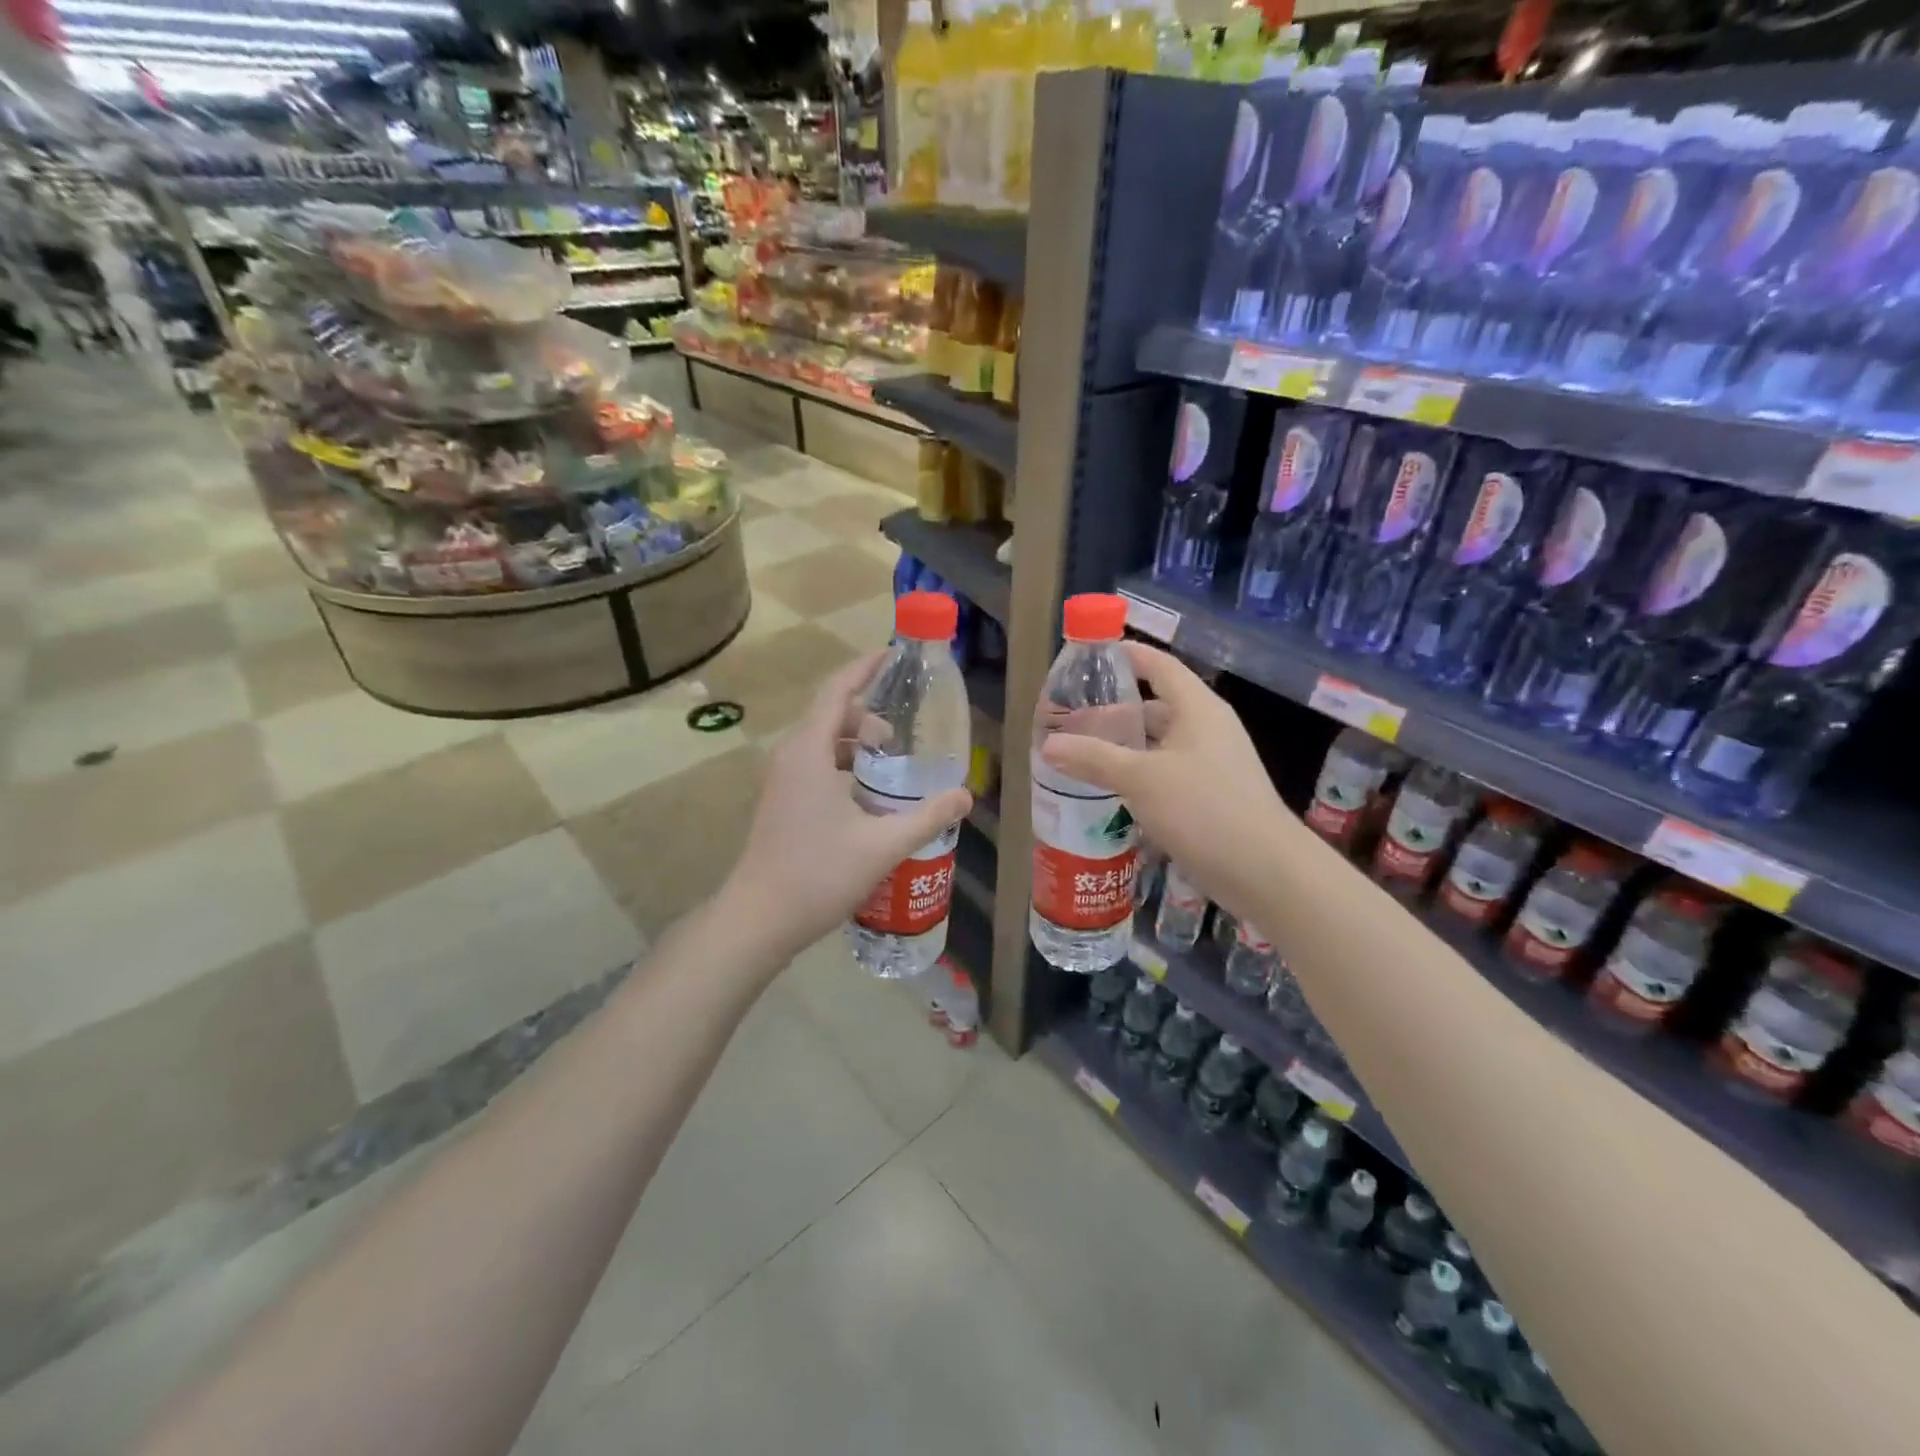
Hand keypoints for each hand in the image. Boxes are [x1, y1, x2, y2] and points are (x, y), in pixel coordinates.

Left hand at [721, 652, 971, 962]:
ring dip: (855, 742)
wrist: (758, 919)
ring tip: (890, 764)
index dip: (865, 668)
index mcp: (809, 752)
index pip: (837, 691)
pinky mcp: (780, 800)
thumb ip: (927, 817)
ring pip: (821, 742)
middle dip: (868, 714)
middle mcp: (790, 756)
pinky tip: (867, 795)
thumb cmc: (817, 875)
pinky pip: (814, 763)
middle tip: (903, 736)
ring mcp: (780, 779)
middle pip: (831, 714)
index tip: (895, 655)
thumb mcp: (882, 845)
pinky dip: (842, 763)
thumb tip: (966, 796)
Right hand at [1039, 643, 1289, 911]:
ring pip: (1162, 744)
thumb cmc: (1203, 808)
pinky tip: (1114, 791)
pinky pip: (1169, 773)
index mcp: (1198, 709)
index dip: (1129, 655)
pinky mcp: (1213, 797)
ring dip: (1128, 747)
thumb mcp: (1141, 778)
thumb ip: (1094, 758)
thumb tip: (1048, 745)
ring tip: (1086, 754)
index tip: (1094, 655)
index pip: (1160, 666)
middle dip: (1117, 711)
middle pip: (1158, 706)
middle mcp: (1208, 729)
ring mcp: (1213, 764)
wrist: (1264, 870)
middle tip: (1075, 718)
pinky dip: (1141, 775)